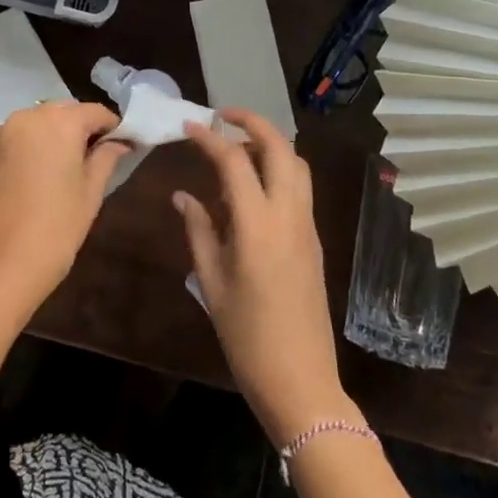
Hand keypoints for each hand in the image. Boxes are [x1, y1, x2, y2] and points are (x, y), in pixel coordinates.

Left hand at [0, 101, 128, 330]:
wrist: (0, 267)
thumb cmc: (57, 228)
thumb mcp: (91, 193)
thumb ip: (106, 158)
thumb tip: (119, 143)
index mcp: (59, 122)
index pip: (95, 112)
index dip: (112, 127)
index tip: (122, 145)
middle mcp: (27, 117)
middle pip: (63, 112)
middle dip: (80, 128)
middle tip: (93, 158)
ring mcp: (0, 134)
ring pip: (36, 123)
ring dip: (52, 135)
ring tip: (61, 168)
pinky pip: (14, 140)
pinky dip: (28, 148)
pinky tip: (32, 178)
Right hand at [176, 109, 356, 446]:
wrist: (301, 381)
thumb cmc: (246, 336)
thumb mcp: (211, 282)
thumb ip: (198, 230)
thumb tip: (182, 195)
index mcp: (257, 224)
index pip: (234, 160)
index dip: (210, 137)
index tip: (189, 126)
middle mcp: (289, 215)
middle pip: (280, 148)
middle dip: (253, 122)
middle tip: (224, 116)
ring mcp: (307, 227)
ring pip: (297, 165)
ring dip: (270, 144)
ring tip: (237, 148)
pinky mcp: (314, 241)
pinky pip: (299, 189)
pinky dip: (278, 171)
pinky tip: (250, 190)